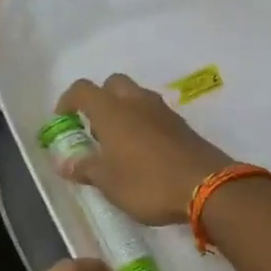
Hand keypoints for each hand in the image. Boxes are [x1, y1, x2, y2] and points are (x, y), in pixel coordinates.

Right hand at [55, 74, 233, 225]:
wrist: (208, 186)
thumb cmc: (148, 183)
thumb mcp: (109, 183)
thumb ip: (85, 168)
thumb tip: (65, 163)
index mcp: (112, 111)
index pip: (83, 90)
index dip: (68, 101)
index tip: (63, 120)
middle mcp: (137, 102)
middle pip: (113, 85)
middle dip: (100, 100)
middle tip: (95, 131)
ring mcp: (163, 111)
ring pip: (136, 98)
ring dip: (124, 112)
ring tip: (119, 146)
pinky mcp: (182, 125)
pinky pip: (155, 115)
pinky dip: (144, 124)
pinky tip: (144, 153)